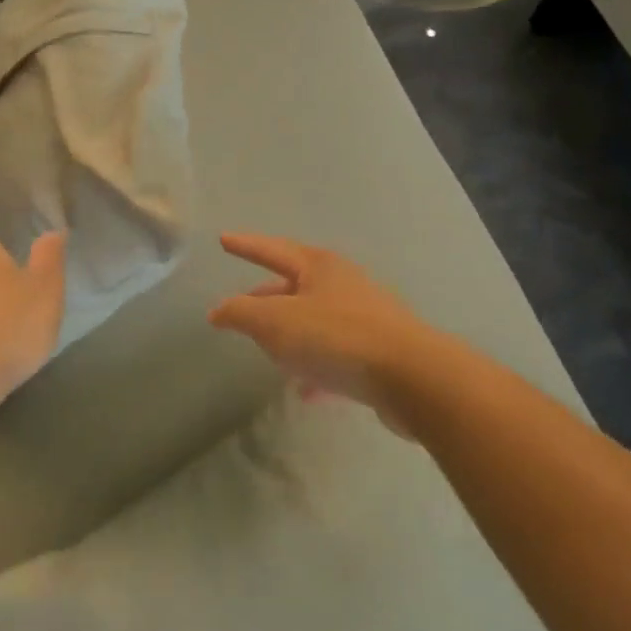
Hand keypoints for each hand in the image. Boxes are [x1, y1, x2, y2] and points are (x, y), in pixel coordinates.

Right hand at [208, 234, 432, 416]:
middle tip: (242, 307)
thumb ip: (241, 313)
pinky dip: (315, 366)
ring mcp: (364, 317)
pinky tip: (305, 391)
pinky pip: (336, 354)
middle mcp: (343, 284)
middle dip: (266, 297)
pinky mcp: (379, 351)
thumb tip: (219, 310)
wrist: (411, 377)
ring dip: (291, 334)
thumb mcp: (276, 323)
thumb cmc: (336, 338)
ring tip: (269, 352)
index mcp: (318, 267)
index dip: (246, 245)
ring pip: (315, 321)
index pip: (272, 249)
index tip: (224, 239)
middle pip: (295, 285)